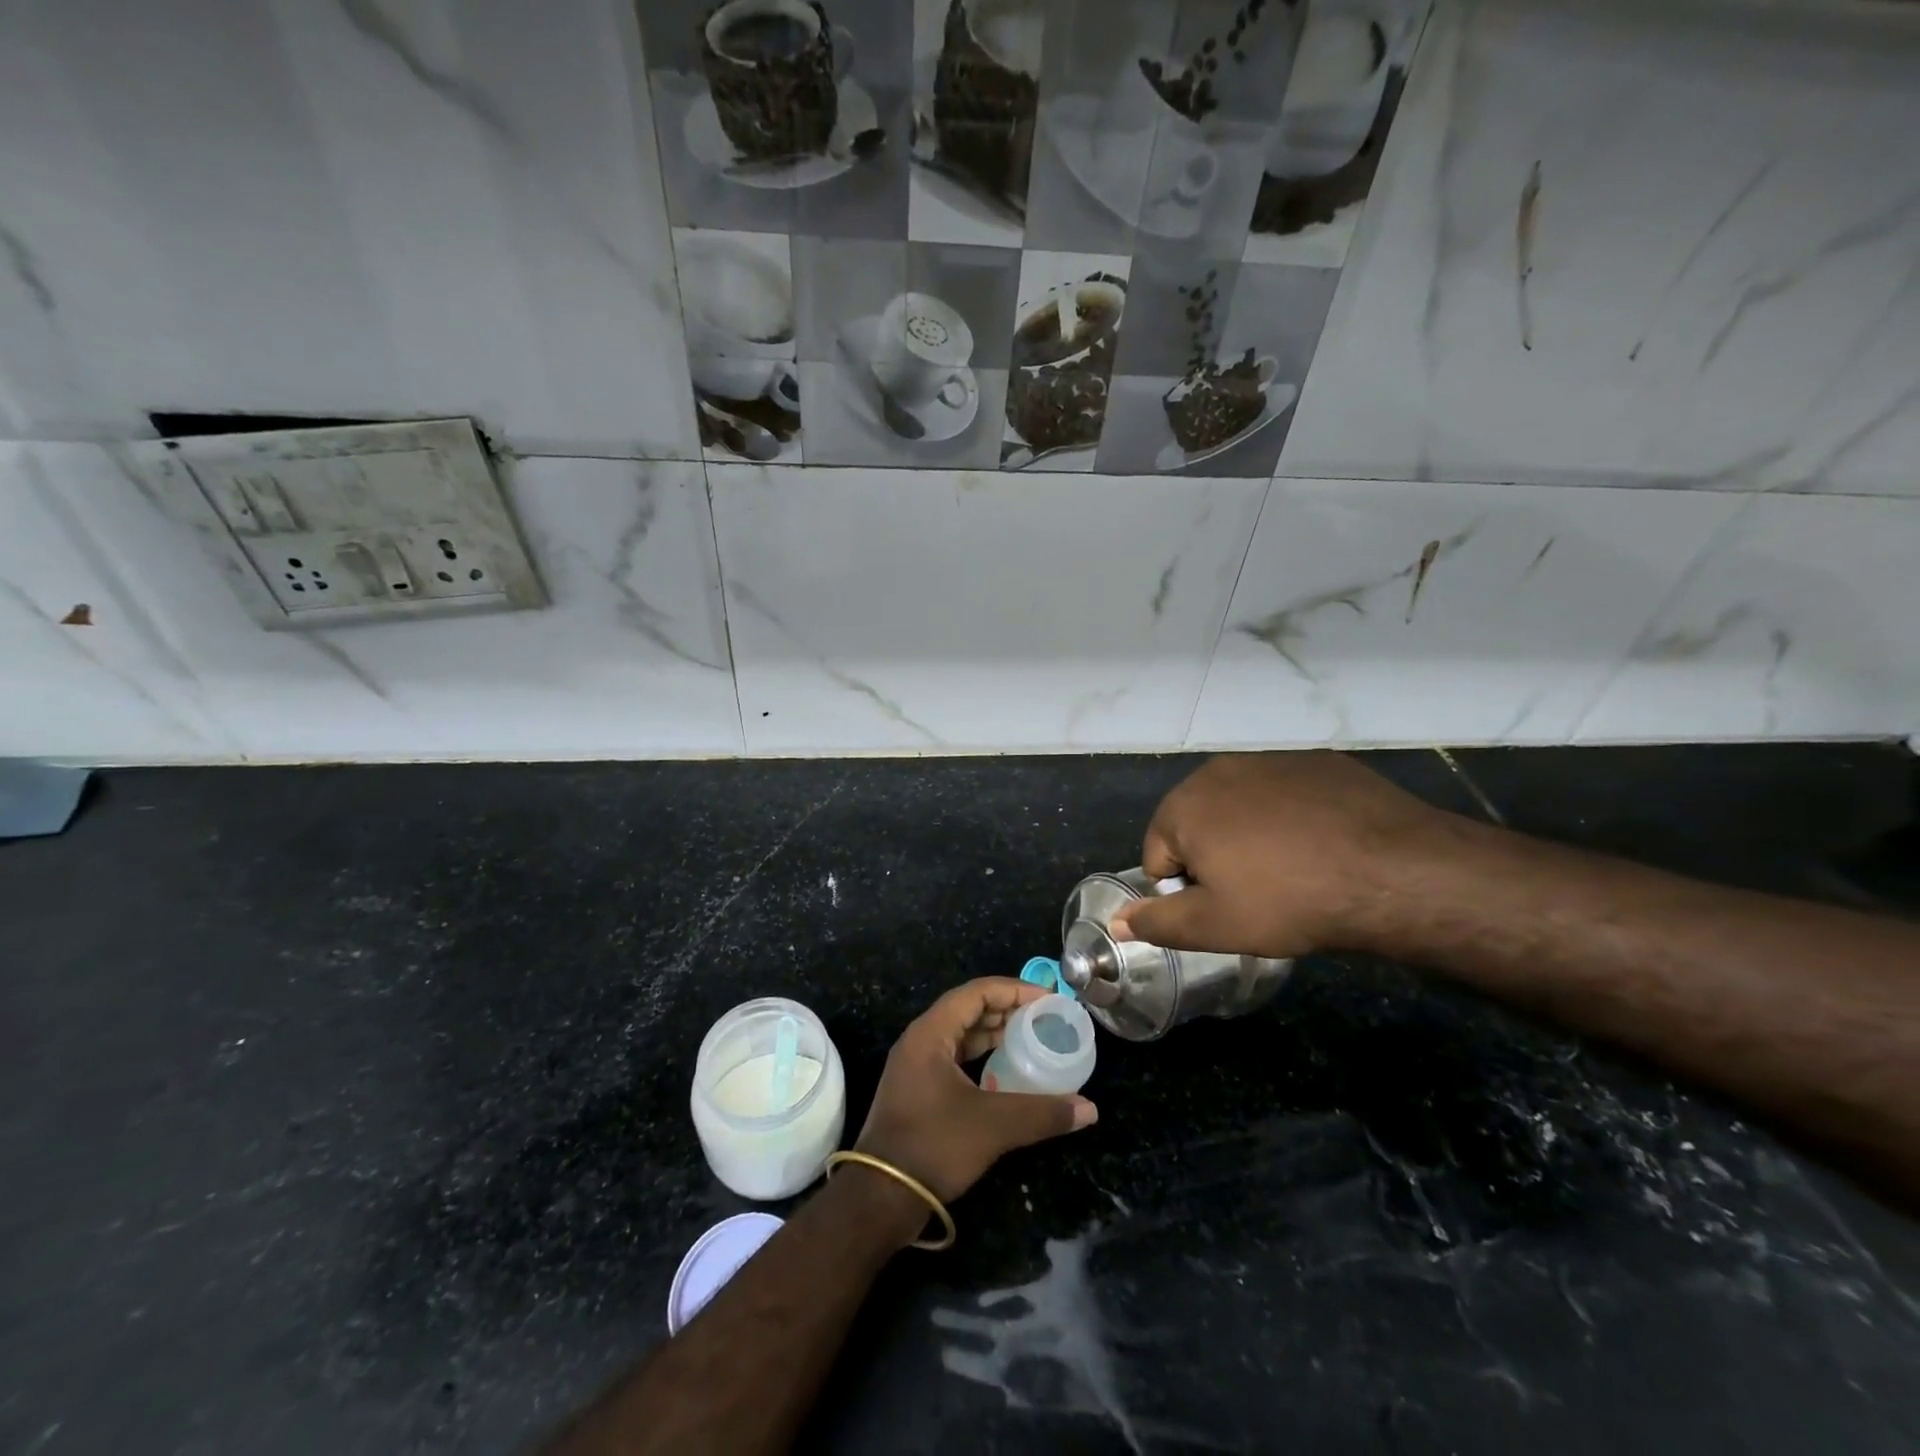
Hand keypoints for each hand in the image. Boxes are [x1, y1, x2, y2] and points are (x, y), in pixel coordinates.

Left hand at [854, 978, 1097, 1203]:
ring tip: (1031, 1039)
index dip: (1013, 990)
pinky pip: (954, 1058)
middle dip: (1007, 1010)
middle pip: (967, 1009)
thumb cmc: (934, 1145)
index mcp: (930, 1033)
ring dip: (994, 1034)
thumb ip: (1043, 1113)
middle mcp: (920, 1041)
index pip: (976, 993)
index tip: (1047, 999)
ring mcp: (915, 1066)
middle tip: (1044, 1018)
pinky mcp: (917, 1090)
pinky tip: (1005, 1072)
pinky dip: (981, 1057)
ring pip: (960, 1035)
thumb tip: (1089, 1109)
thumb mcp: (993, 1126)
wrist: (880, 1198)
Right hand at [1111, 752, 1460, 959]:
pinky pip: (1284, 794)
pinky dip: (1290, 818)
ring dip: (1250, 836)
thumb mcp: (1214, 926)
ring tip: (1291, 870)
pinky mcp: (1315, 761)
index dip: (1186, 891)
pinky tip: (1321, 845)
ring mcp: (1270, 759)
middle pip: (1196, 825)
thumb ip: (1156, 922)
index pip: (1158, 856)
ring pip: (1240, 807)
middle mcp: (1218, 770)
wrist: (1392, 871)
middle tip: (1256, 893)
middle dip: (1214, 858)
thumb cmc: (1288, 900)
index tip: (1226, 909)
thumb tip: (1117, 920)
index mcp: (1183, 805)